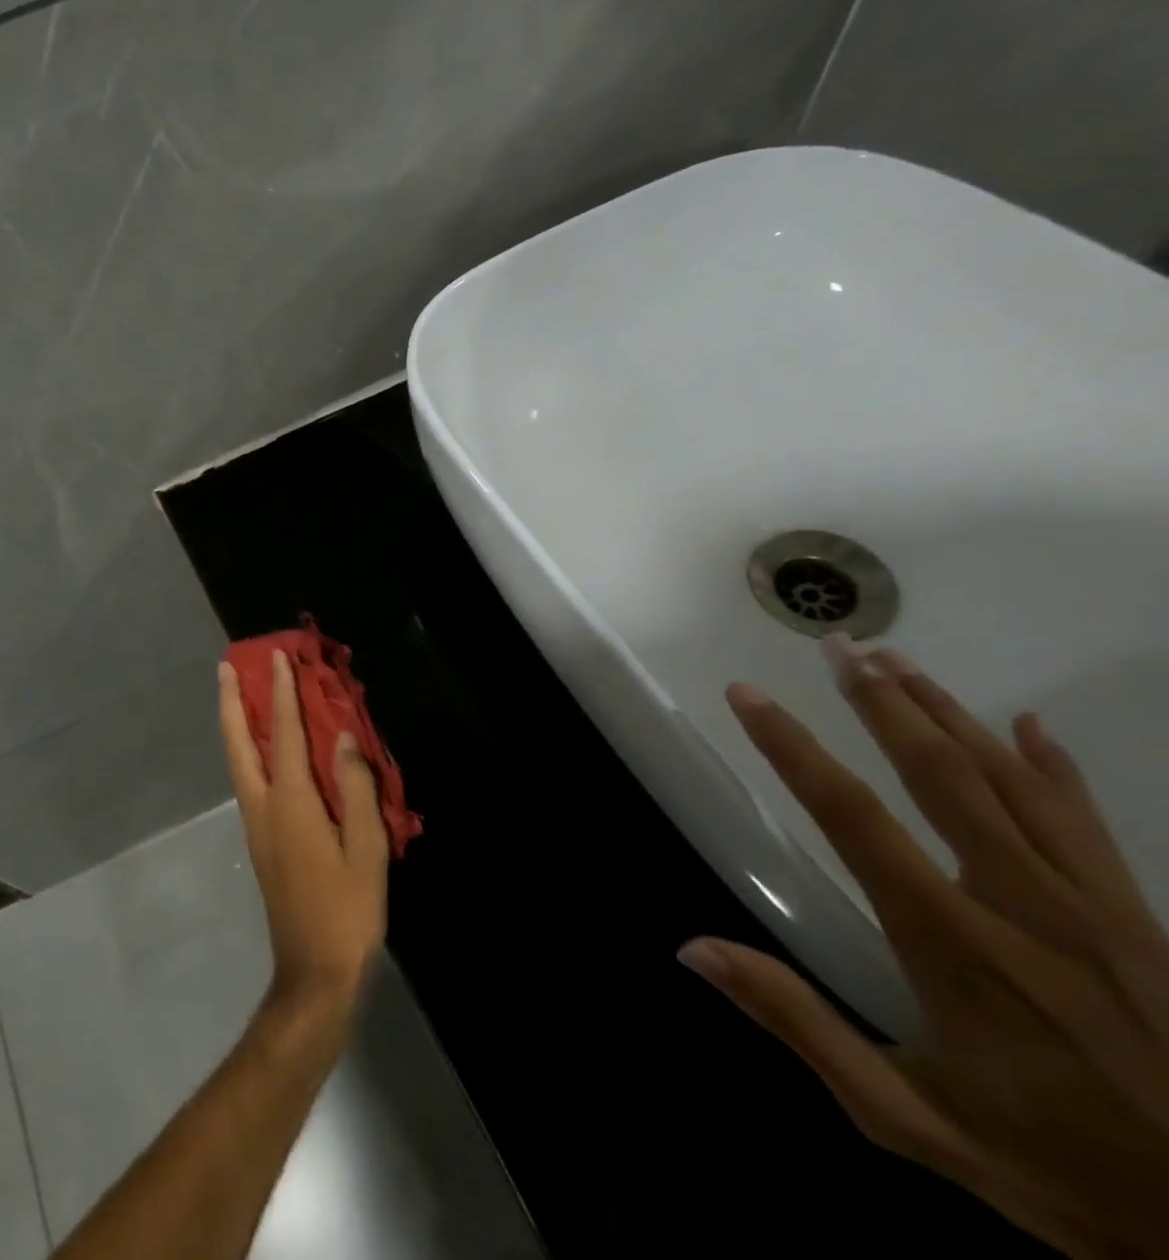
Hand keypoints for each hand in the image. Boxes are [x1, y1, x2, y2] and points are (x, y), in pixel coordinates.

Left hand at [219, 651, 388, 1019]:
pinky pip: (248, 779)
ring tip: (236, 693)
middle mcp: (263, 806)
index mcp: (291, 803)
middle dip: (231, 701)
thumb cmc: (347, 912)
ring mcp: (256, 824)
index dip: (281, 693)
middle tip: (226, 666)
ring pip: (237, 760)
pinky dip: (247, 749)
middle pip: (238, 742)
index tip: (279, 658)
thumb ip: (356, 789)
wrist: (314, 972)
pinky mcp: (260, 841)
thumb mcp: (367, 851)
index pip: (283, 734)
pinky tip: (260, 748)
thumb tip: (345, 737)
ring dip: (234, 723)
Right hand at [680, 635, 1168, 1256]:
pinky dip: (1054, 768)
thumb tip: (693, 949)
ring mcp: (1091, 908)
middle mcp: (1018, 903)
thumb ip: (798, 1025)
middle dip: (880, 703)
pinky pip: (1088, 824)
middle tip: (838, 646)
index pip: (851, 816)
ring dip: (948, 715)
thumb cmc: (1055, 1170)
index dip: (791, 747)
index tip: (748, 696)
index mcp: (951, 941)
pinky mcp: (1138, 921)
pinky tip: (1028, 725)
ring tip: (897, 662)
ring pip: (1010, 783)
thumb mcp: (907, 1119)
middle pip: (939, 776)